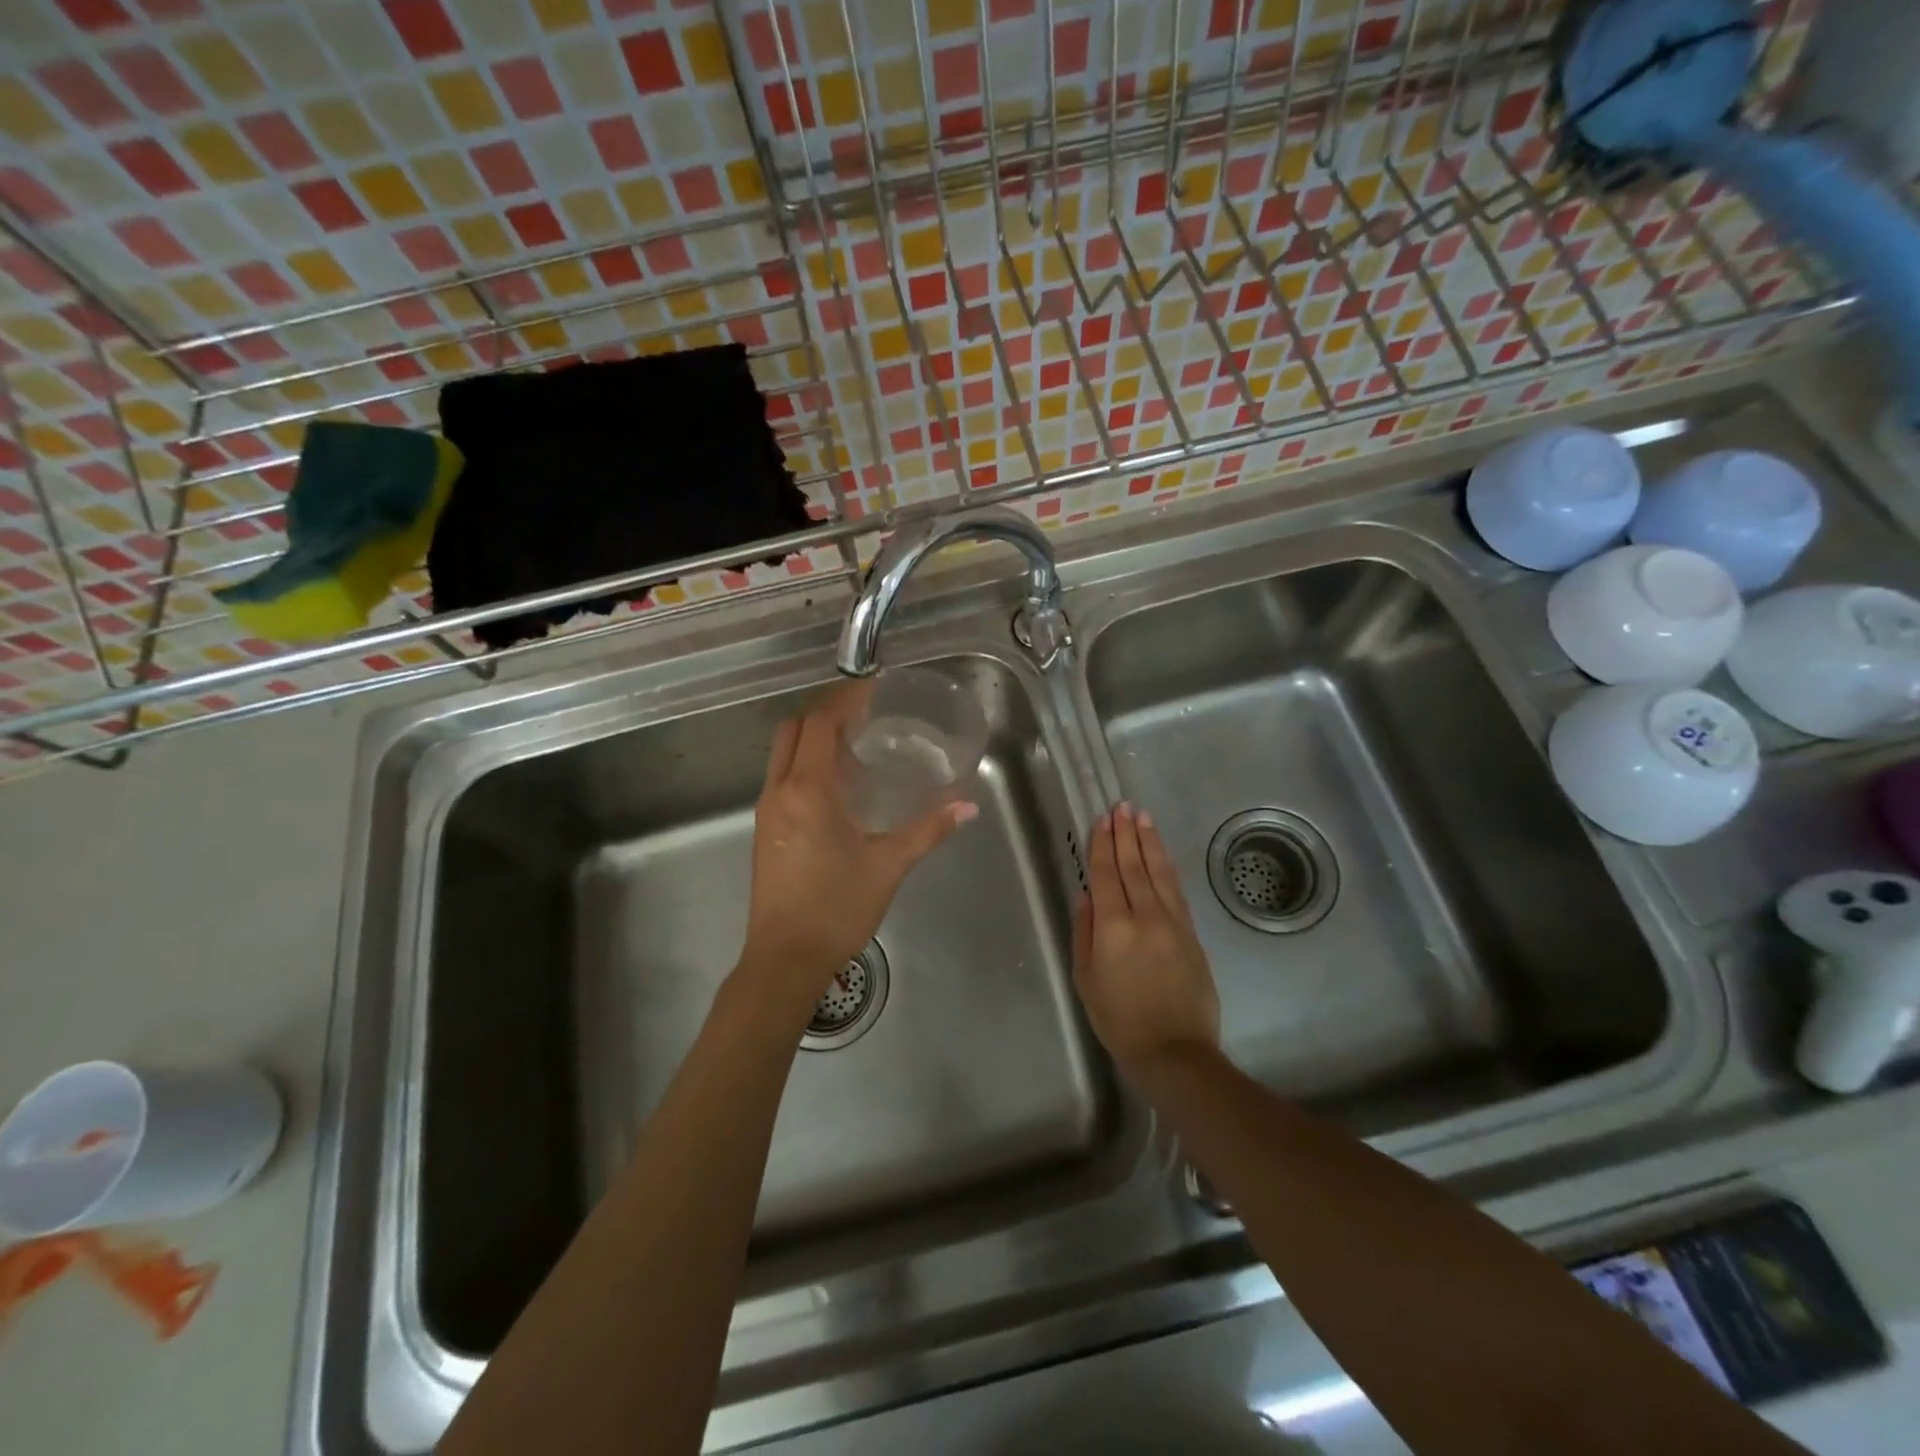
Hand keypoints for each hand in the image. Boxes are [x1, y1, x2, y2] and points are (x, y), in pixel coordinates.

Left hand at [739, 681, 976, 1010]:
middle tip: (865, 710)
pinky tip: (839, 783)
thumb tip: (967, 805)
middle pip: (794, 729)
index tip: (873, 687)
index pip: (820, 724)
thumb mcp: (888, 865)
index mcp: (807, 791)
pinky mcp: (765, 829)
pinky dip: (806, 761)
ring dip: (814, 736)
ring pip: (783, 752)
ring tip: (856, 741)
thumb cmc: (836, 908)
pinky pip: (783, 776)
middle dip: (826, 711)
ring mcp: (767, 810)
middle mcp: (780, 791)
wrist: (785, 959)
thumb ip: (928, 830)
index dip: (845, 699)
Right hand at [1072, 803, 1220, 1075]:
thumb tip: (1087, 896)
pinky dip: (1167, 866)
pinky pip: (1176, 889)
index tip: (1101, 819)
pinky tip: (1161, 853)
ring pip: (1159, 871)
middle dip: (1126, 833)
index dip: (1102, 844)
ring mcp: (1173, 921)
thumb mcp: (1086, 978)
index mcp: (1113, 926)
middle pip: (1133, 865)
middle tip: (1122, 806)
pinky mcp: (1191, 932)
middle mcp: (1145, 915)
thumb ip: (1084, 932)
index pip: (1106, 874)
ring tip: (1142, 817)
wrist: (1174, 1051)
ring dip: (1149, 842)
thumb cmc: (1119, 1019)